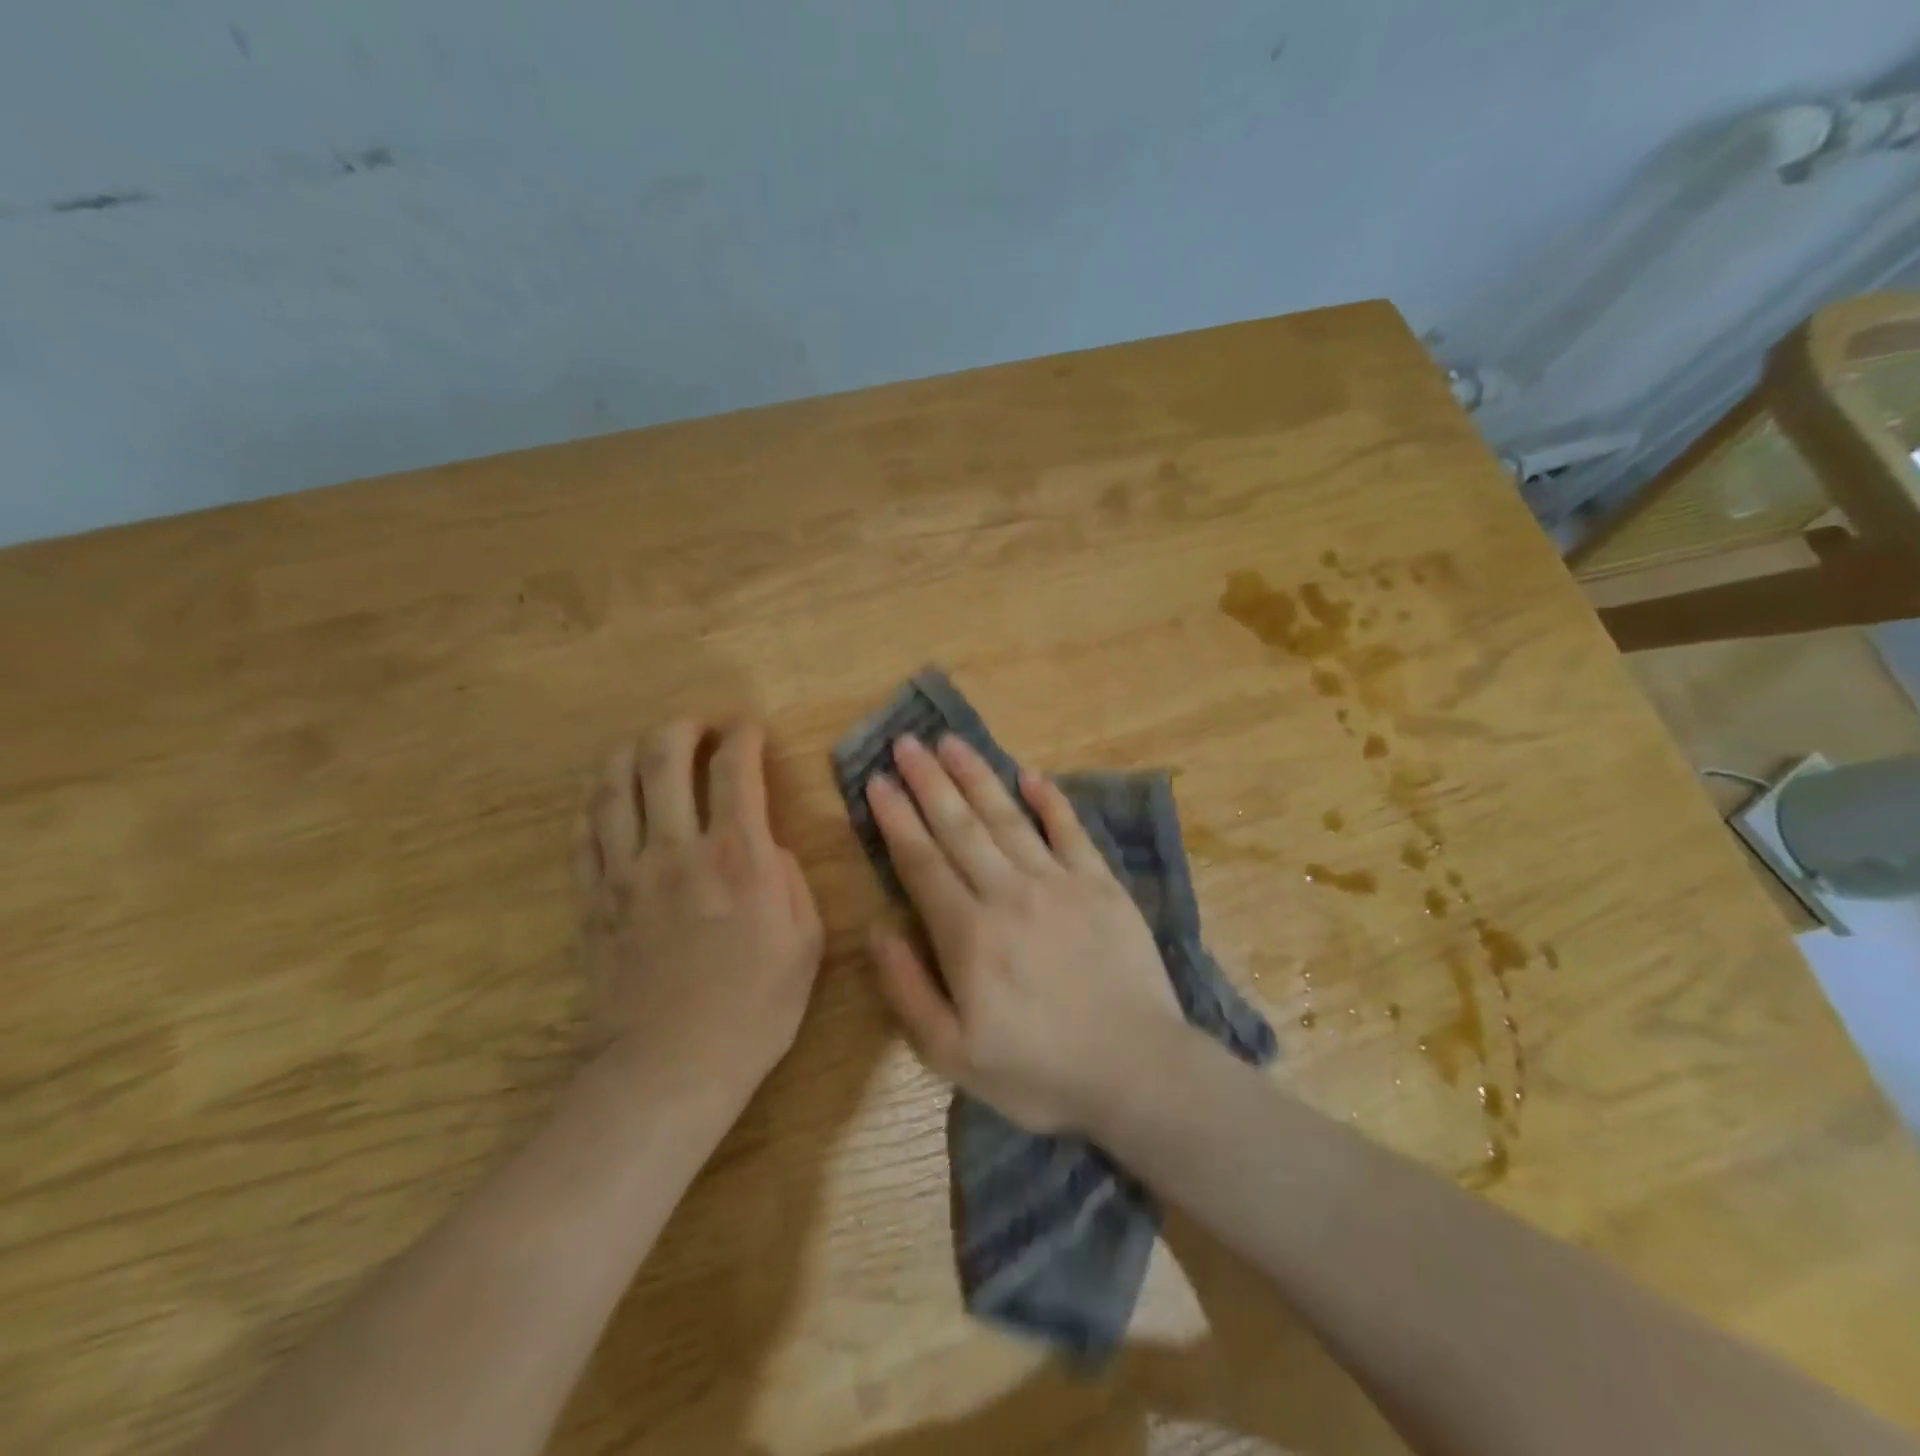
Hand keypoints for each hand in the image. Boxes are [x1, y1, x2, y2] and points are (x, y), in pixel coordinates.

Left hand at [577, 720, 823, 1093]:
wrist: (672, 1068)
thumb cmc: (754, 1007)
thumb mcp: (805, 940)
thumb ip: (789, 878)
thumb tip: (764, 845)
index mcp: (738, 856)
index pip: (735, 769)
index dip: (743, 736)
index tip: (749, 729)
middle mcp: (676, 848)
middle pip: (663, 758)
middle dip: (682, 728)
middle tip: (697, 729)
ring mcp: (625, 872)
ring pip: (614, 786)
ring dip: (631, 752)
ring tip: (648, 747)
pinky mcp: (592, 900)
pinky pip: (585, 833)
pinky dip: (598, 802)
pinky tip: (610, 797)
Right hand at [863, 734, 1182, 1131]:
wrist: (1138, 1072)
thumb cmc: (1039, 1072)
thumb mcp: (952, 1055)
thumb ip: (907, 989)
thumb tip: (877, 928)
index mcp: (968, 934)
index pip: (922, 862)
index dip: (896, 819)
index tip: (877, 781)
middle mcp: (1008, 893)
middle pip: (959, 827)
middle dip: (928, 782)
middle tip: (906, 743)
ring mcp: (1059, 883)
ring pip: (1007, 818)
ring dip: (977, 777)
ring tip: (951, 742)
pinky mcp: (1101, 885)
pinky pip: (1070, 831)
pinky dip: (1050, 801)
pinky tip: (1030, 775)